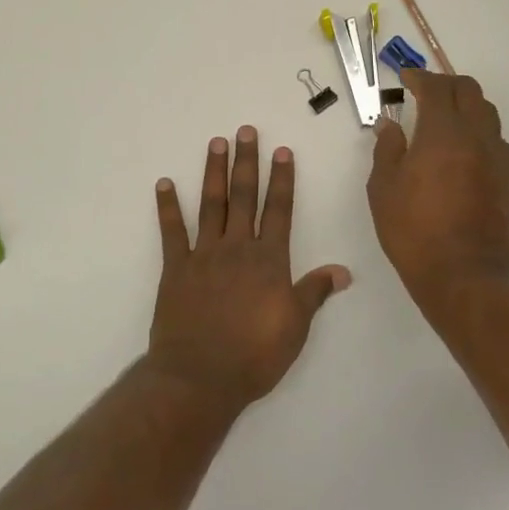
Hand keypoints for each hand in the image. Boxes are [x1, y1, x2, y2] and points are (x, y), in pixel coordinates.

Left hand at [147, 127, 349, 410]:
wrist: (200, 378)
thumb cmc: (254, 356)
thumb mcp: (295, 327)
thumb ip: (315, 293)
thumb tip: (344, 271)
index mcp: (269, 261)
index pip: (279, 211)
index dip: (282, 180)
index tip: (282, 151)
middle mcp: (237, 248)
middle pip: (244, 197)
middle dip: (246, 162)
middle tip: (245, 131)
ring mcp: (204, 255)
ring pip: (211, 205)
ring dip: (213, 172)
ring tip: (216, 143)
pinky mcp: (176, 268)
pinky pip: (172, 232)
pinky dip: (167, 207)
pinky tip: (164, 184)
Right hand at [367, 68, 508, 302]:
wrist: (464, 275)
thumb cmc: (413, 231)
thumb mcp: (383, 188)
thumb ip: (387, 149)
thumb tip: (391, 124)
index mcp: (442, 133)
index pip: (436, 87)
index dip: (419, 77)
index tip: (405, 79)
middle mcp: (476, 136)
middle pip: (468, 90)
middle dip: (445, 83)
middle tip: (424, 92)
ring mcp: (497, 157)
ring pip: (486, 112)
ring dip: (465, 104)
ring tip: (444, 117)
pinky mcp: (508, 178)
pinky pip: (495, 138)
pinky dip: (477, 129)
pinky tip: (461, 148)